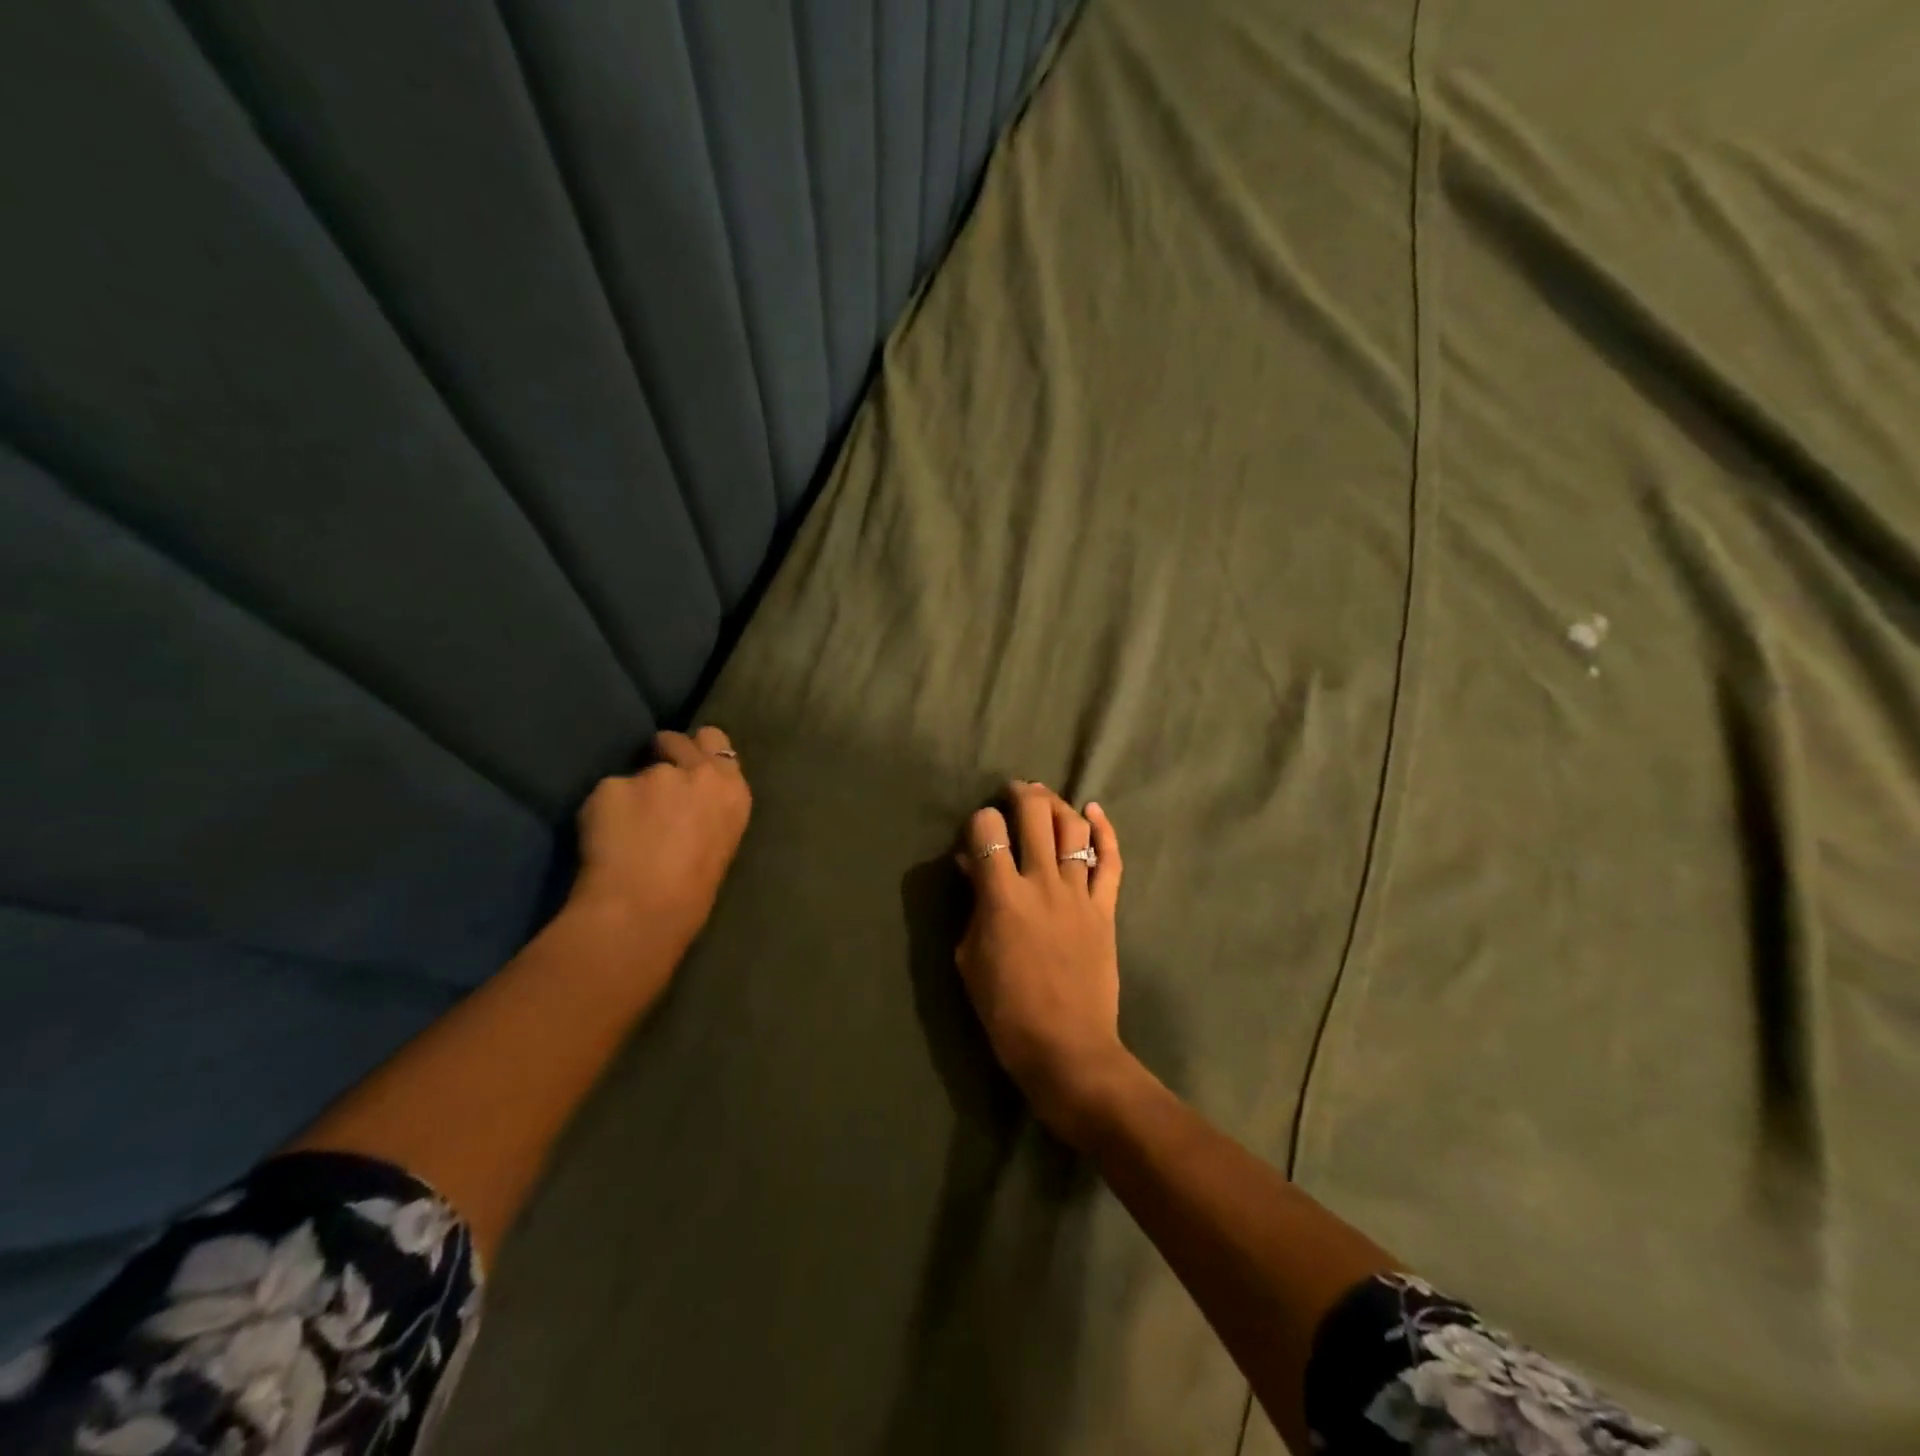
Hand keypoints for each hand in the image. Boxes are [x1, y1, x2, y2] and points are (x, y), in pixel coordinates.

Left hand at [569, 727, 752, 964]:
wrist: (643, 909)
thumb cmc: (693, 892)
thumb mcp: (720, 841)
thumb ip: (707, 809)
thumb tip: (685, 805)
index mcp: (732, 791)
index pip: (716, 742)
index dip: (697, 751)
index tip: (686, 766)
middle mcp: (698, 773)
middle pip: (677, 738)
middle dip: (664, 751)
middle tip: (652, 784)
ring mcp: (653, 775)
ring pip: (637, 773)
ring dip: (632, 793)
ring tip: (625, 829)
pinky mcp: (611, 785)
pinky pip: (605, 793)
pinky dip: (603, 811)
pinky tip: (604, 841)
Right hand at [955, 781, 1130, 1140]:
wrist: (1066, 1046)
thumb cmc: (1006, 1010)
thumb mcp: (970, 958)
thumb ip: (972, 906)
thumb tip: (971, 866)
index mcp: (1003, 896)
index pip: (988, 832)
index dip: (978, 822)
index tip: (976, 832)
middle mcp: (1043, 883)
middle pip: (1035, 815)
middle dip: (1021, 795)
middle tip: (1013, 792)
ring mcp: (1079, 893)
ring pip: (1073, 829)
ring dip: (1057, 805)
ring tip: (1045, 797)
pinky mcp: (1105, 908)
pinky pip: (1111, 860)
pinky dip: (1105, 831)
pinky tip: (1094, 811)